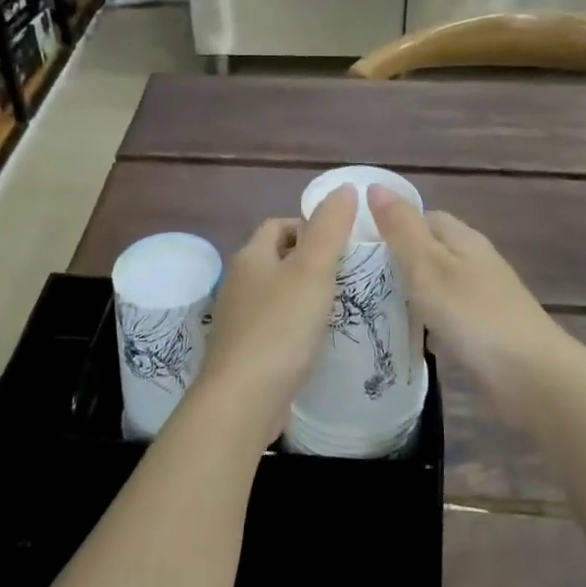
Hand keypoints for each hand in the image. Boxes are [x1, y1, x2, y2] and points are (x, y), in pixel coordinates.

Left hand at [195, 186, 357, 443]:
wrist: (244, 398)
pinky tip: (316, 340)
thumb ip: (329, 228)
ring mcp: (238, 319)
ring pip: (276, 294)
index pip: (279, 225)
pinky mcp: (245, 351)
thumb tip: (344, 188)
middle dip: (309, 261)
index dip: (309, 226)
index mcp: (251, 257)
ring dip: (303, 294)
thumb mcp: (312, 270)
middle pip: (276, 259)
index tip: (342, 244)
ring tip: (339, 306)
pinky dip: (295, 325)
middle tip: (347, 274)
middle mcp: (239, 283)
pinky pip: (274, 325)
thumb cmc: (281, 327)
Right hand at [368, 186, 563, 403]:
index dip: (392, 225)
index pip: (424, 217)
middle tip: (358, 280)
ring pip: (438, 287)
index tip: (359, 245)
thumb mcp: (427, 265)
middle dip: (398, 262)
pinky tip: (408, 340)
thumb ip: (401, 228)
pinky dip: (426, 324)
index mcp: (463, 239)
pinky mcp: (485, 333)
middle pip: (431, 252)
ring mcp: (484, 299)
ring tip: (371, 309)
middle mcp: (476, 263)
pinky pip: (447, 318)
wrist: (530, 375)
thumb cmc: (472, 314)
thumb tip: (376, 186)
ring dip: (411, 295)